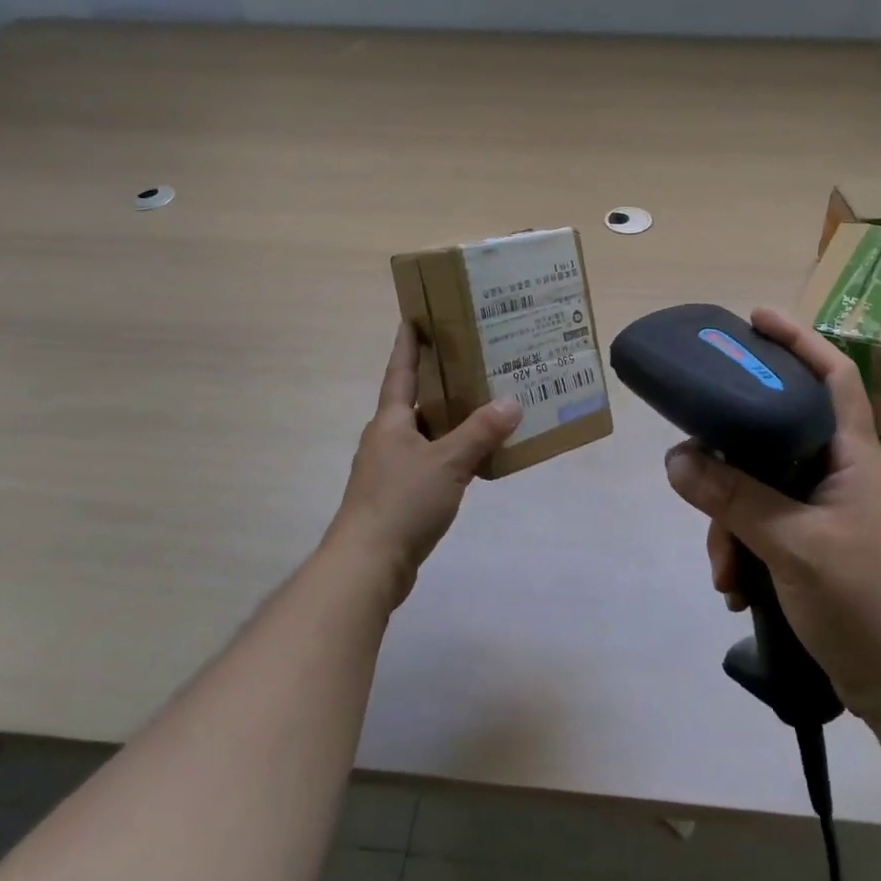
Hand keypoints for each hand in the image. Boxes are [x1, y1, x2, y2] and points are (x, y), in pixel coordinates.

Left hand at [323, 323, 521, 607]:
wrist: (367, 565)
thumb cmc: (402, 502)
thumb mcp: (448, 462)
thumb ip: (480, 431)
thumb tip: (512, 400)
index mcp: (391, 421)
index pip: (400, 371)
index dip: (408, 343)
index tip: (415, 316)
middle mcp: (387, 438)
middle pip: (415, 400)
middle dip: (440, 380)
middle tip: (473, 359)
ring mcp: (390, 469)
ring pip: (425, 433)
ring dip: (450, 419)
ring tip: (484, 405)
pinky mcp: (398, 496)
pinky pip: (430, 461)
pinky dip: (451, 452)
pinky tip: (475, 457)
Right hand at [664, 307, 880, 723]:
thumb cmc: (866, 602)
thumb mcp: (792, 545)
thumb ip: (734, 499)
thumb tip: (676, 458)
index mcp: (852, 456)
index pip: (833, 376)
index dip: (798, 340)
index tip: (754, 319)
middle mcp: (839, 473)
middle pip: (775, 434)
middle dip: (731, 461)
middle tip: (696, 466)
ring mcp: (826, 512)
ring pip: (760, 488)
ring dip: (731, 524)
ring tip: (724, 572)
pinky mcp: (813, 546)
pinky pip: (763, 527)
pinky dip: (743, 551)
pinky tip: (736, 589)